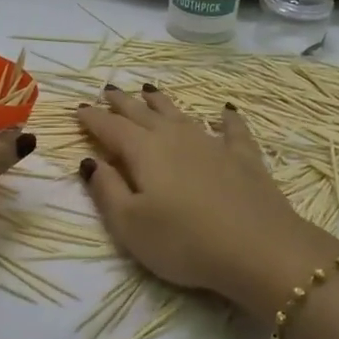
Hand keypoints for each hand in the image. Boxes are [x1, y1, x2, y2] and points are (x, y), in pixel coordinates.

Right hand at [76, 85, 338, 316]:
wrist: (259, 248)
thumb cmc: (183, 241)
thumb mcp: (130, 225)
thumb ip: (106, 190)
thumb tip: (90, 161)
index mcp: (144, 151)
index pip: (110, 128)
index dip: (92, 119)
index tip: (78, 109)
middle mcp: (175, 137)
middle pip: (142, 113)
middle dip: (123, 102)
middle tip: (108, 90)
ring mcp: (212, 144)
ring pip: (180, 114)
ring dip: (161, 102)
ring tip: (148, 89)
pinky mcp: (244, 157)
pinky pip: (232, 128)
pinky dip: (226, 117)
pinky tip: (226, 110)